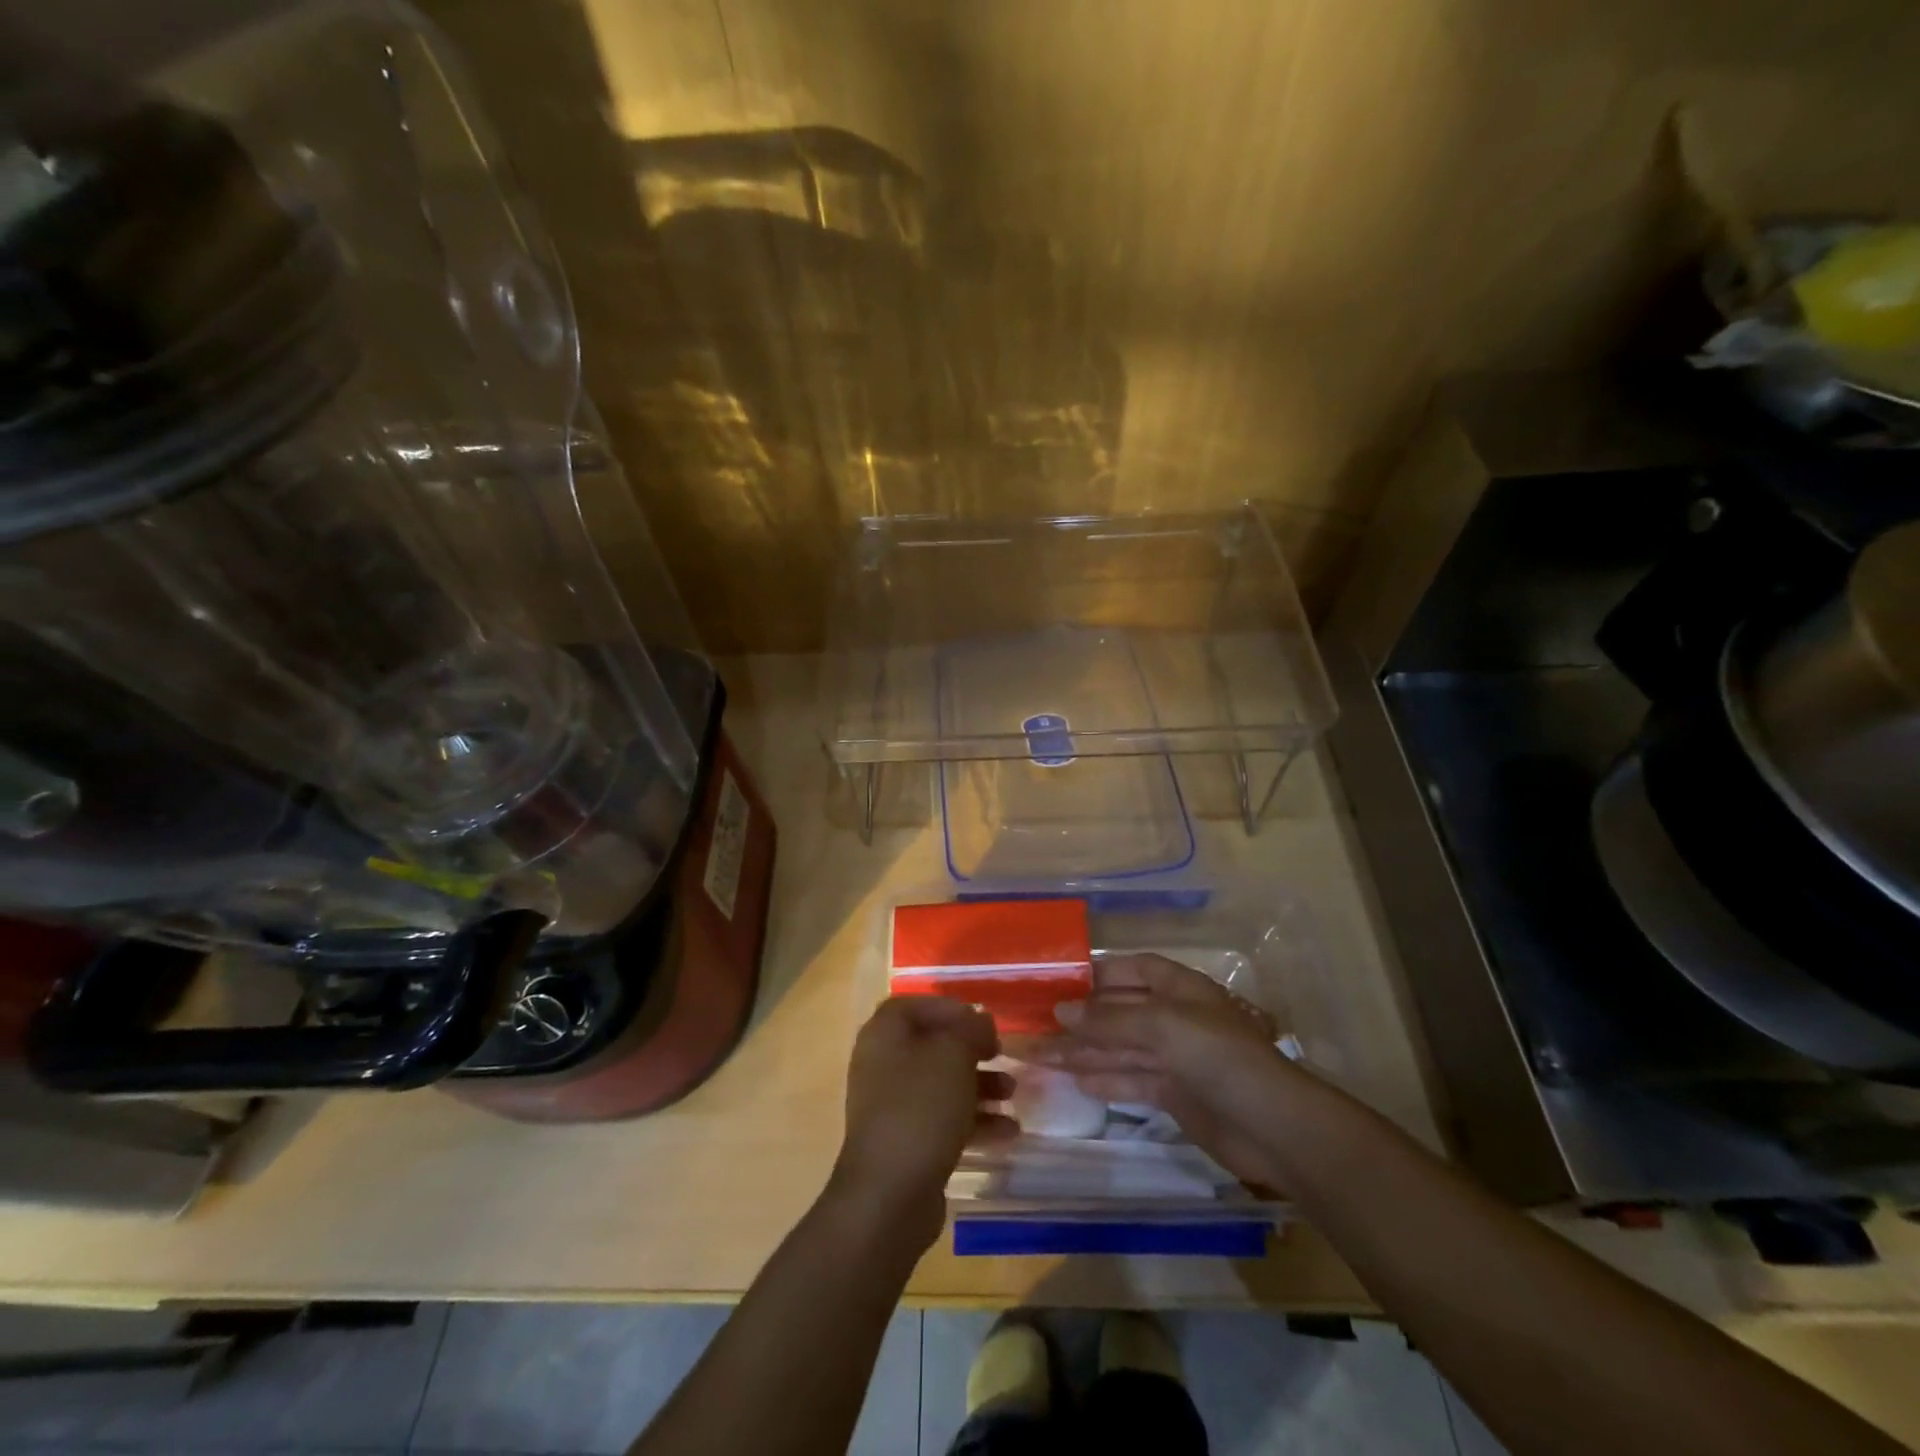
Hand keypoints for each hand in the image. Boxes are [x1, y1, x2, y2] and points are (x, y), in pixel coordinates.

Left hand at [831, 996, 1017, 1250]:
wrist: (889, 1194)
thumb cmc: (920, 1108)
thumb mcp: (953, 1056)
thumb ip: (970, 1030)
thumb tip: (980, 1021)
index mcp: (884, 1035)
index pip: (914, 1005)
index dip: (949, 1008)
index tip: (981, 1020)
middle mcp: (883, 1065)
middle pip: (932, 1045)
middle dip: (971, 1049)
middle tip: (1001, 1053)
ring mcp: (892, 1106)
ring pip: (941, 1084)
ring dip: (979, 1085)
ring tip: (1012, 1094)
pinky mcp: (906, 1143)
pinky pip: (943, 1120)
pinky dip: (974, 1121)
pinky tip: (1008, 1132)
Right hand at [1037, 954, 1299, 1188]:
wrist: (1272, 1127)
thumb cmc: (1218, 1057)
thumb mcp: (1162, 1026)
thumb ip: (1110, 1020)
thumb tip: (1060, 1012)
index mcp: (1180, 989)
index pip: (1134, 969)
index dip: (1100, 973)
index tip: (1061, 982)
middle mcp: (1175, 1018)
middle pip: (1120, 1011)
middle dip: (1082, 1019)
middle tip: (1036, 1025)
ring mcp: (1175, 1058)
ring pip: (1120, 1048)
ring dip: (1083, 1051)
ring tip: (1039, 1056)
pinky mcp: (1174, 1095)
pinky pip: (1130, 1080)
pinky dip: (1103, 1079)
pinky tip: (1072, 1079)